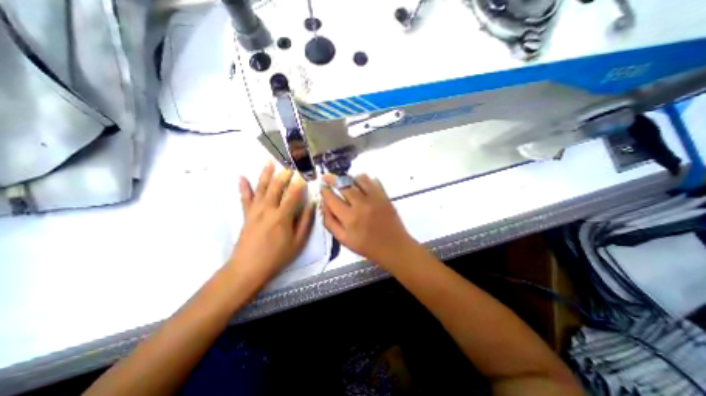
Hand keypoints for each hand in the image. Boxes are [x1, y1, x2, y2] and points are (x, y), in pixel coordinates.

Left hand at [229, 162, 313, 285]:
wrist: (248, 268)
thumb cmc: (277, 256)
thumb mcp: (298, 242)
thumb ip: (305, 221)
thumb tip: (311, 204)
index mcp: (282, 216)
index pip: (293, 194)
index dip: (299, 183)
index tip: (305, 174)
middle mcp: (268, 209)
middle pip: (276, 186)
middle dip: (284, 174)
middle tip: (290, 165)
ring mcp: (255, 210)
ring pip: (261, 188)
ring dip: (266, 173)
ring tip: (270, 161)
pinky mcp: (246, 215)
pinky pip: (245, 198)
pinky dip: (243, 187)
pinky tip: (241, 176)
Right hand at [319, 173, 414, 265]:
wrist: (393, 246)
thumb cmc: (367, 246)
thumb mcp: (344, 240)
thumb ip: (330, 222)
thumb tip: (324, 204)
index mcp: (350, 218)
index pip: (332, 198)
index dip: (324, 191)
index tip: (321, 186)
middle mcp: (362, 205)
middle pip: (344, 184)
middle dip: (332, 179)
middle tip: (328, 177)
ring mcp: (375, 198)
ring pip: (359, 178)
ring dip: (350, 179)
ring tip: (347, 183)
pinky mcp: (385, 196)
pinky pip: (373, 180)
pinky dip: (365, 180)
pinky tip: (362, 186)